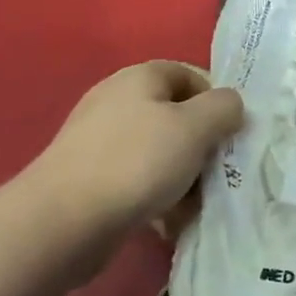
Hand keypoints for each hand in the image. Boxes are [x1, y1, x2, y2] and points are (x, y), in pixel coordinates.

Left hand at [27, 61, 243, 239]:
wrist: (63, 222)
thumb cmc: (137, 162)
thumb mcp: (196, 127)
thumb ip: (224, 107)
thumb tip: (230, 105)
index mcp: (139, 78)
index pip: (189, 73)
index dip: (216, 98)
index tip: (232, 131)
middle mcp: (116, 102)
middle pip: (176, 115)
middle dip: (202, 144)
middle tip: (217, 170)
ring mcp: (99, 141)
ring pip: (159, 151)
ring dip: (183, 175)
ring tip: (194, 203)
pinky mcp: (90, 178)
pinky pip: (137, 179)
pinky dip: (157, 196)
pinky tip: (167, 220)